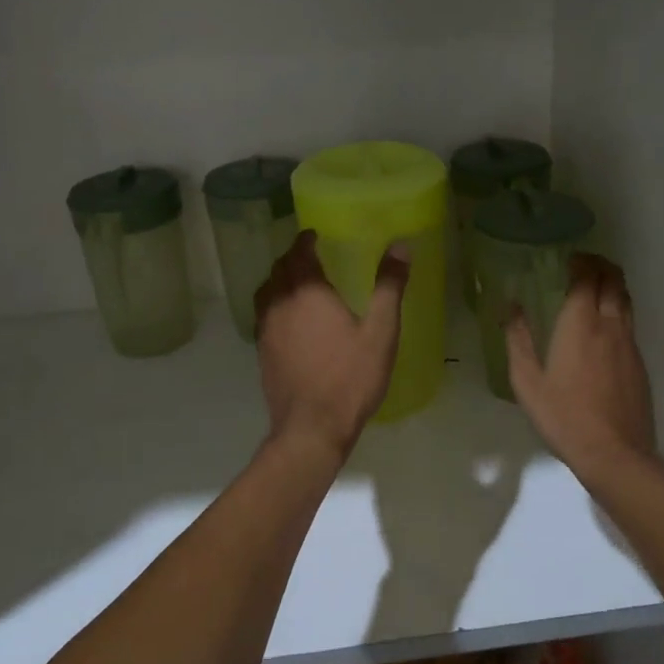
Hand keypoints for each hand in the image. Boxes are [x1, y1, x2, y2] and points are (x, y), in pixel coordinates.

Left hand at [255, 230, 409, 461]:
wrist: (311, 427)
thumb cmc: (351, 376)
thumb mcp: (381, 331)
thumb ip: (389, 286)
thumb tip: (400, 245)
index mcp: (307, 292)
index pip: (299, 253)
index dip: (305, 240)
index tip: (314, 235)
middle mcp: (280, 303)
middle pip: (279, 269)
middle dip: (293, 257)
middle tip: (310, 255)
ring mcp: (266, 329)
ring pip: (266, 291)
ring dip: (280, 279)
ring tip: (297, 282)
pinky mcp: (262, 352)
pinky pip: (264, 315)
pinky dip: (275, 304)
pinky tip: (290, 318)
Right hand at [506, 253, 655, 473]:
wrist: (614, 454)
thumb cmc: (564, 417)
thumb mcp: (527, 381)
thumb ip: (518, 339)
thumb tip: (510, 306)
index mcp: (580, 324)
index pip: (586, 277)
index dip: (580, 262)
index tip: (568, 258)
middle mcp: (609, 325)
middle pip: (613, 280)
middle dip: (600, 265)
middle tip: (583, 264)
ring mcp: (629, 343)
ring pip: (626, 299)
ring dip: (612, 284)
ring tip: (596, 285)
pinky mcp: (639, 362)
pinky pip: (630, 322)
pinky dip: (618, 308)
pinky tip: (605, 324)